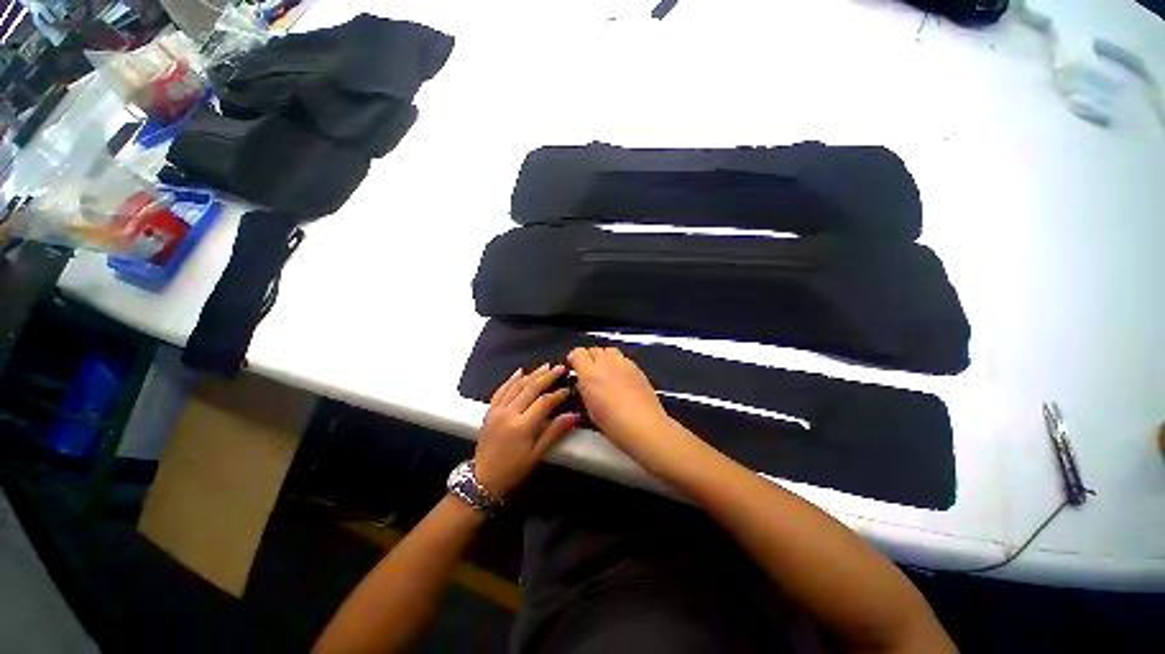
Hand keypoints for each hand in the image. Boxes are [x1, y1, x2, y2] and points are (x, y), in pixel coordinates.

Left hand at [473, 364, 577, 497]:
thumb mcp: (537, 455)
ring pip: (517, 385)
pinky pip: (501, 390)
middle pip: (531, 388)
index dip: (558, 394)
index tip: (568, 388)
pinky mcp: (490, 410)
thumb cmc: (513, 470)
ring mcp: (497, 410)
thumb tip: (573, 415)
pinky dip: (511, 379)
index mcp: (522, 426)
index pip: (544, 402)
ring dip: (532, 374)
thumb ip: (554, 432)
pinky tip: (520, 371)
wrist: (482, 479)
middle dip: (547, 376)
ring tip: (546, 366)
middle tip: (560, 368)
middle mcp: (509, 413)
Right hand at [567, 347, 693, 474]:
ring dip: (603, 357)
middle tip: (588, 371)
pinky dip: (617, 363)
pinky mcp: (637, 367)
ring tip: (604, 371)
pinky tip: (619, 377)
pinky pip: (622, 358)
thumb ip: (585, 390)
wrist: (645, 426)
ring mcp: (623, 363)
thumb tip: (583, 382)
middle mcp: (606, 363)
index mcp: (590, 374)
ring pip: (609, 350)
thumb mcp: (590, 410)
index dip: (573, 359)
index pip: (577, 353)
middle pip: (593, 349)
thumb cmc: (614, 424)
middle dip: (588, 357)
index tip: (573, 368)